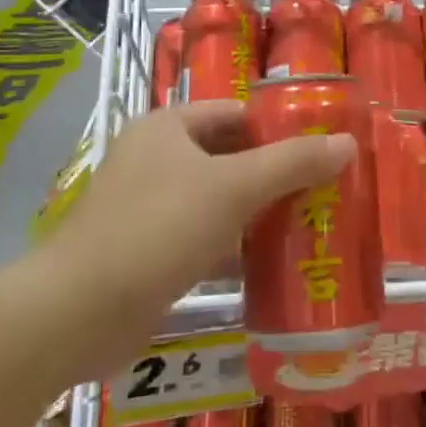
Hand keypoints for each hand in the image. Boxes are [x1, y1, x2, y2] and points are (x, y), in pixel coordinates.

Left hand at [46, 102, 352, 361]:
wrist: (78, 312)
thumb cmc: (158, 228)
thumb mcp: (234, 188)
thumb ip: (292, 162)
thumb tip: (347, 142)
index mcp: (168, 127)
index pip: (236, 114)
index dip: (278, 127)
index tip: (321, 149)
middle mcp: (155, 159)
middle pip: (229, 157)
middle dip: (274, 174)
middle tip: (325, 190)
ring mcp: (147, 207)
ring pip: (217, 200)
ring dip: (257, 213)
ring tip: (310, 225)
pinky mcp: (147, 252)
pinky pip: (203, 238)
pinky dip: (234, 248)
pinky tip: (272, 265)